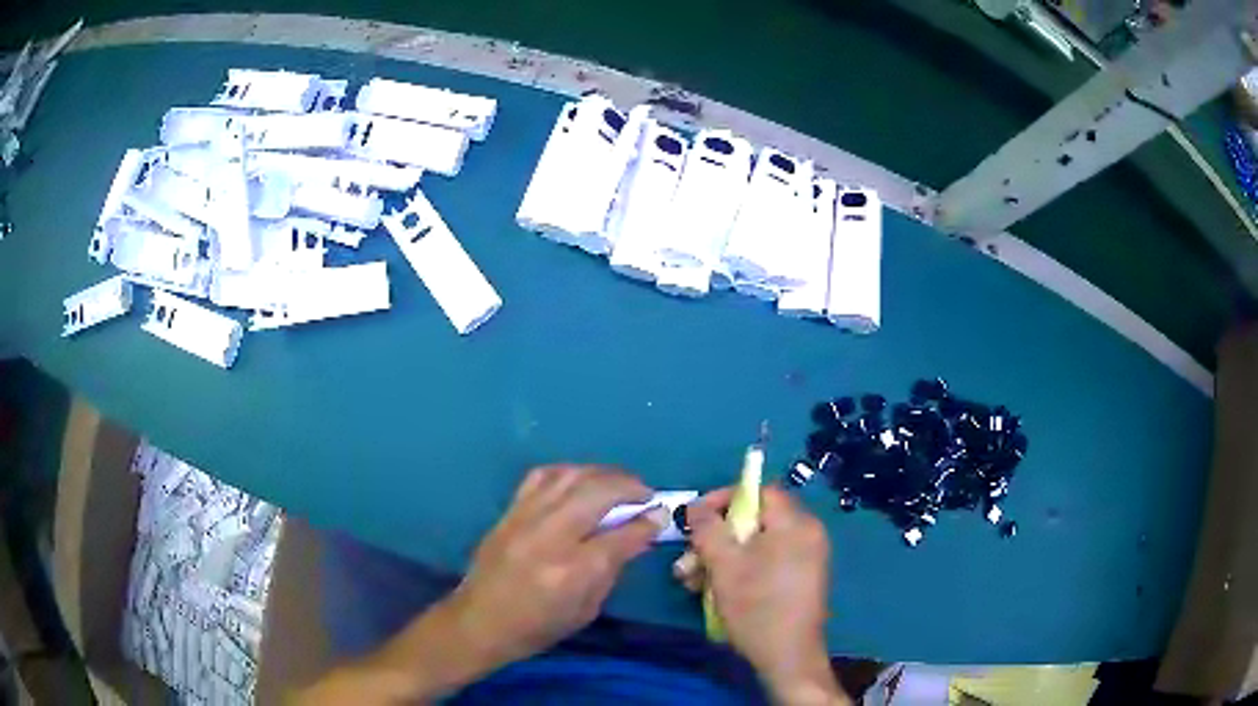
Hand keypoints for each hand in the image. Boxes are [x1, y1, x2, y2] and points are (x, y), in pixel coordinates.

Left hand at [444, 464, 667, 667]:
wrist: (479, 621)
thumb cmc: (537, 627)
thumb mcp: (587, 610)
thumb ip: (612, 569)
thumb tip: (637, 536)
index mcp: (573, 571)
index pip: (622, 535)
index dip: (648, 522)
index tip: (661, 514)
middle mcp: (550, 536)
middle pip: (597, 492)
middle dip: (630, 487)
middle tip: (646, 494)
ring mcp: (525, 519)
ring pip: (570, 476)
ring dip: (602, 474)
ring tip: (619, 483)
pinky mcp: (509, 512)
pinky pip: (541, 476)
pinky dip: (568, 472)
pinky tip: (580, 481)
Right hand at [683, 487, 846, 704]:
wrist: (787, 658)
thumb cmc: (757, 607)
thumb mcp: (724, 565)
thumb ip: (708, 528)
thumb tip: (696, 505)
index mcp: (796, 524)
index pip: (759, 491)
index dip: (724, 498)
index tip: (695, 518)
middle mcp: (807, 534)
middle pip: (754, 520)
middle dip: (716, 538)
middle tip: (688, 558)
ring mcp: (806, 558)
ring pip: (756, 545)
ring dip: (720, 558)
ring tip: (690, 580)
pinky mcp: (800, 579)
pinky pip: (766, 561)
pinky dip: (740, 570)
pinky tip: (711, 589)